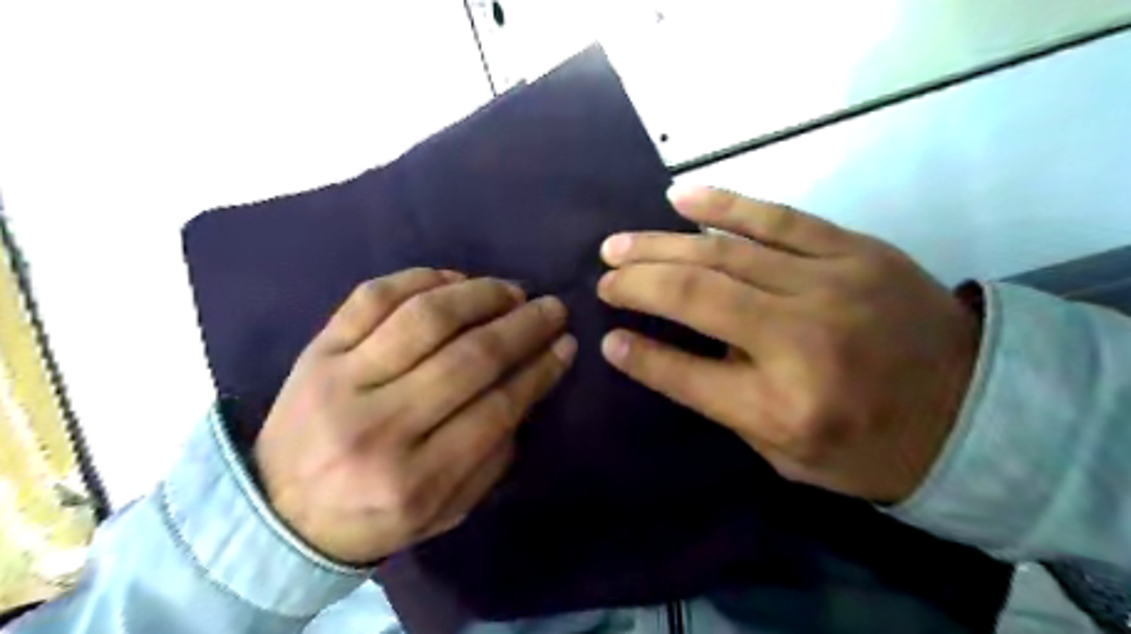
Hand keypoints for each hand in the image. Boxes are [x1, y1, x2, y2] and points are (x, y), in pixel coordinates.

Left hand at [256, 268, 573, 563]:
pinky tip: (455, 279)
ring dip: (480, 295)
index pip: (496, 409)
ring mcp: (341, 380)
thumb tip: (527, 387)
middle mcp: (378, 426)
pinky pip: (372, 297)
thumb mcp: (445, 511)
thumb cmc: (374, 516)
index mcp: (414, 480)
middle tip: (551, 308)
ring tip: (511, 290)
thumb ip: (493, 458)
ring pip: (424, 318)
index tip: (565, 345)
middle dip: (522, 327)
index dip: (538, 370)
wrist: (277, 514)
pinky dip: (420, 279)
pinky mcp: (316, 350)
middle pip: (468, 358)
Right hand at [601, 185, 982, 502]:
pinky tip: (679, 198)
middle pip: (697, 298)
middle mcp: (802, 340)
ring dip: (661, 246)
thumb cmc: (870, 446)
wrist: (977, 408)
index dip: (639, 355)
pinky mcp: (854, 250)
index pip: (687, 375)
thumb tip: (652, 349)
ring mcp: (830, 285)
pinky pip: (777, 218)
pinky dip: (723, 205)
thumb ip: (721, 400)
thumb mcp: (788, 453)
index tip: (606, 337)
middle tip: (602, 277)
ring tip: (618, 244)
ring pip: (724, 254)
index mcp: (785, 406)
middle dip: (637, 284)